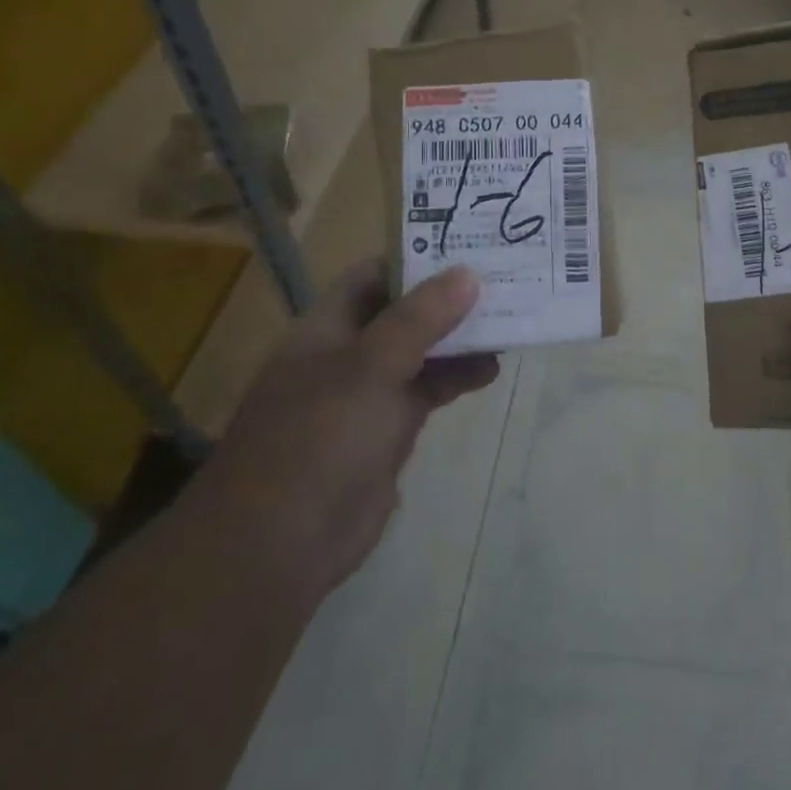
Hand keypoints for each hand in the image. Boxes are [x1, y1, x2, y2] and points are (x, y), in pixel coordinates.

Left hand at [197, 260, 498, 592]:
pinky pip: (427, 390)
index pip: (376, 274)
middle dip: (450, 298)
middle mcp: (348, 352)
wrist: (279, 544)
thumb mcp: (371, 366)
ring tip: (510, 322)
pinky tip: (491, 370)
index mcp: (328, 326)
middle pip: (404, 311)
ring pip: (421, 351)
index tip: (471, 246)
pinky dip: (457, 377)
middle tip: (506, 281)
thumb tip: (467, 273)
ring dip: (460, 338)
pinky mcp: (386, 430)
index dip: (419, 257)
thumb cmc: (319, 437)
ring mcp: (367, 393)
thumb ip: (420, 317)